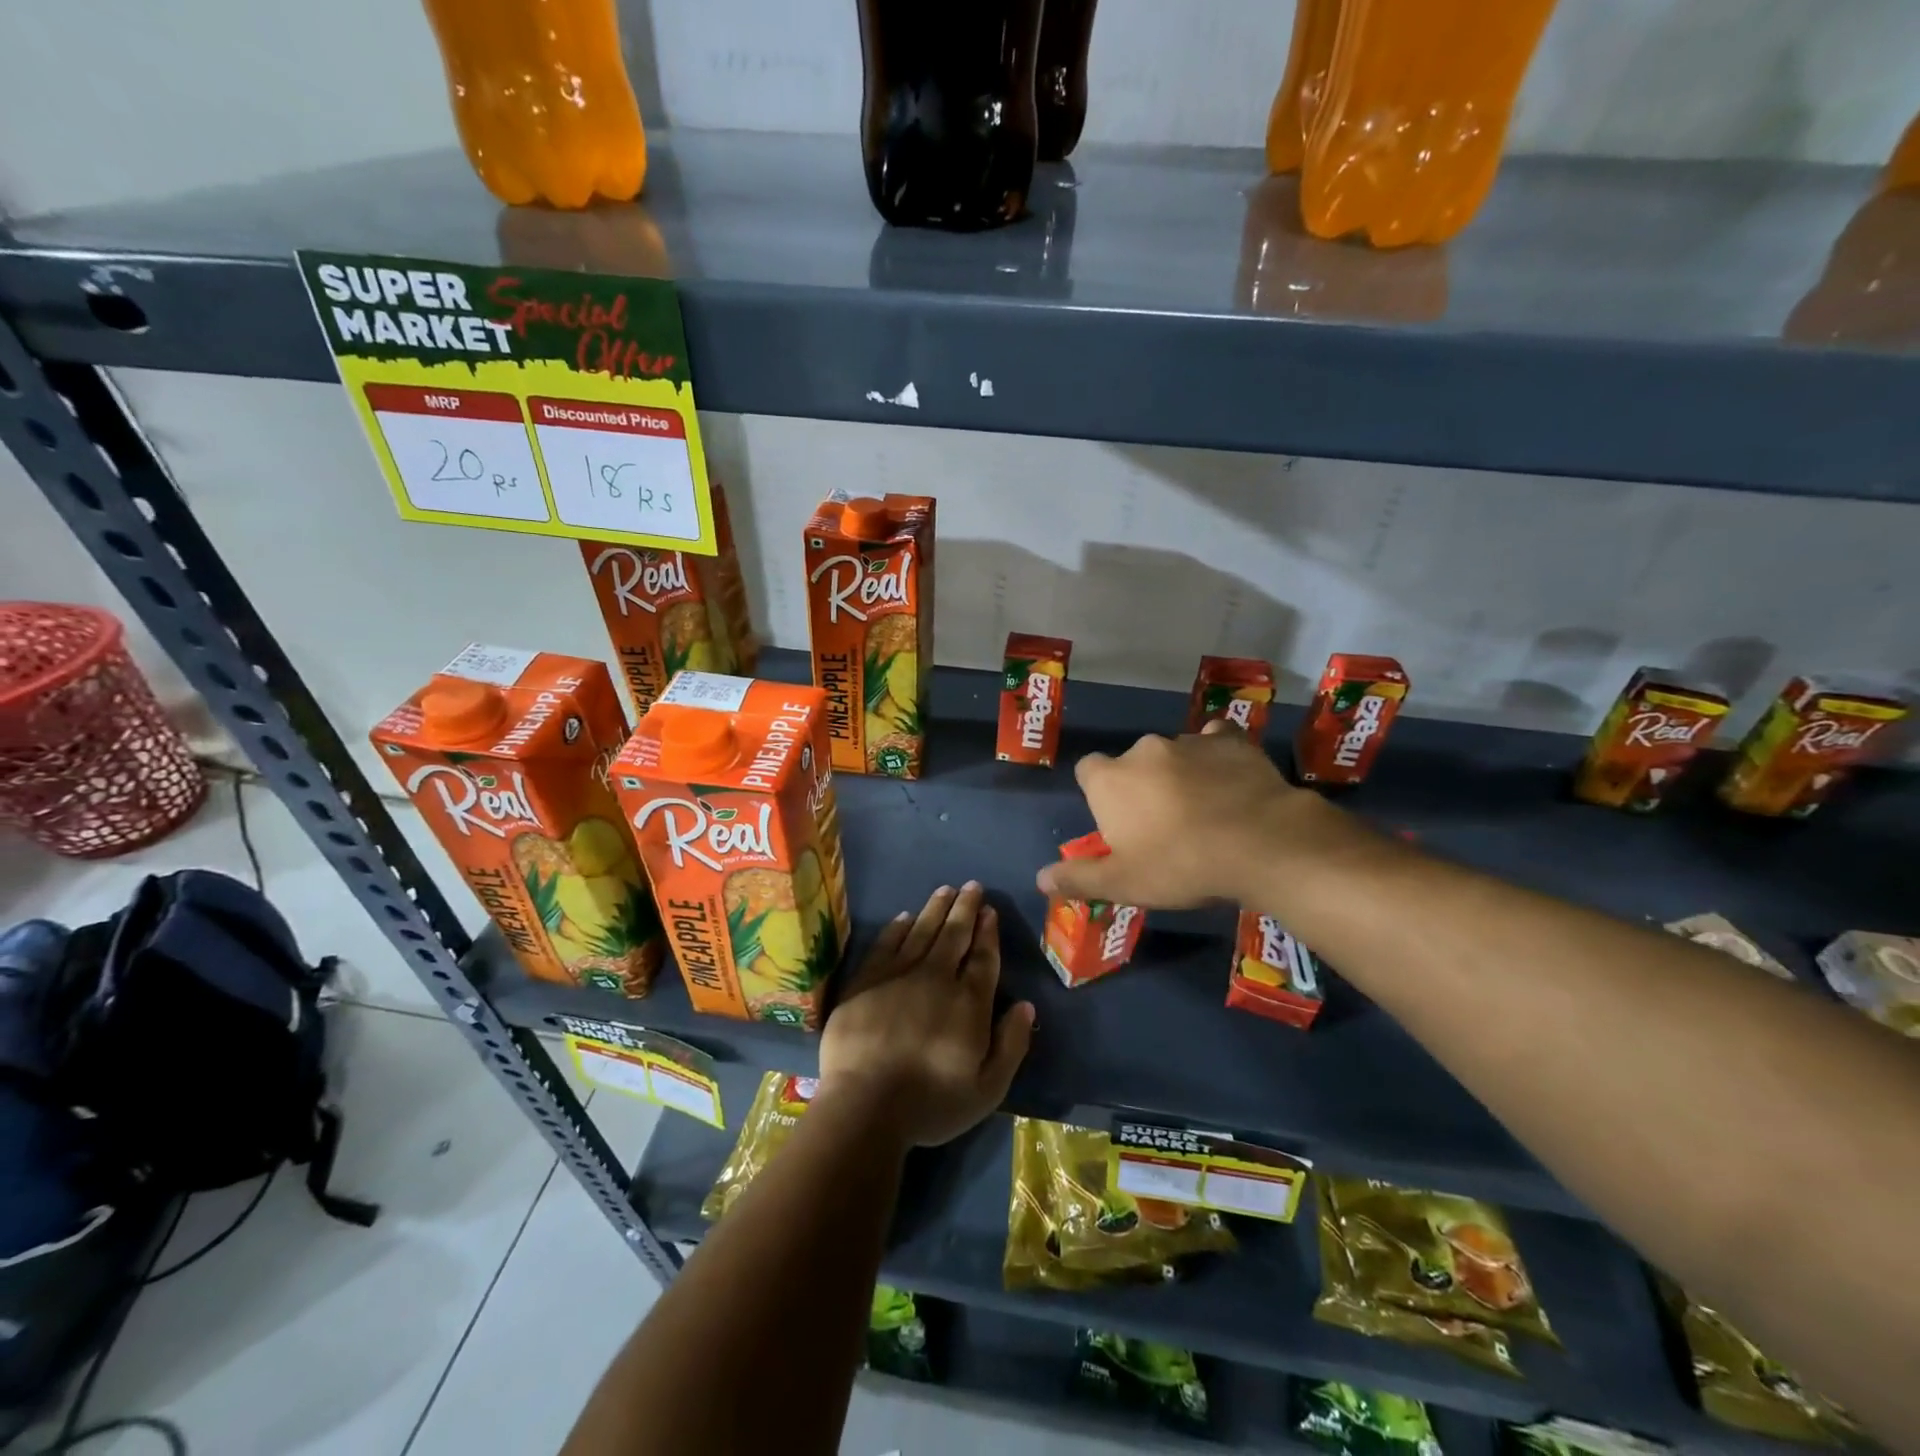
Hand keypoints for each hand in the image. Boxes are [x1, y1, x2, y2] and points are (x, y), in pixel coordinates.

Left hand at [818, 882, 1034, 1148]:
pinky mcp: (866, 980)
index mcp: (968, 1002)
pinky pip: (886, 944)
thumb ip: (1011, 1044)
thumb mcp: (988, 1088)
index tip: (990, 910)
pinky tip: (904, 917)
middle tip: (972, 886)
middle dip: (965, 908)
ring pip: (921, 931)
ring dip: (935, 909)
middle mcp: (936, 978)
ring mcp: (898, 975)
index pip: (982, 957)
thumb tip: (1026, 1006)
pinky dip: (897, 928)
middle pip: (954, 935)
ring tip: (946, 889)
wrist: (865, 1105)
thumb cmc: (931, 1103)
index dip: (988, 932)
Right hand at [1036, 722, 1336, 908]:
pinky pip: (1216, 742)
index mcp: (1110, 779)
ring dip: (1179, 773)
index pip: (1088, 770)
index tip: (1116, 820)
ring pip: (1174, 754)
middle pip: (1132, 763)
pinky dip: (1218, 757)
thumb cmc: (1180, 865)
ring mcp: (1189, 741)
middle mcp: (1143, 750)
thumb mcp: (1123, 883)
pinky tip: (1230, 780)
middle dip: (1142, 786)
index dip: (1099, 793)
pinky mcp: (1232, 741)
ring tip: (1204, 809)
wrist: (1260, 844)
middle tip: (1163, 825)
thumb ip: (1079, 877)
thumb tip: (1040, 878)